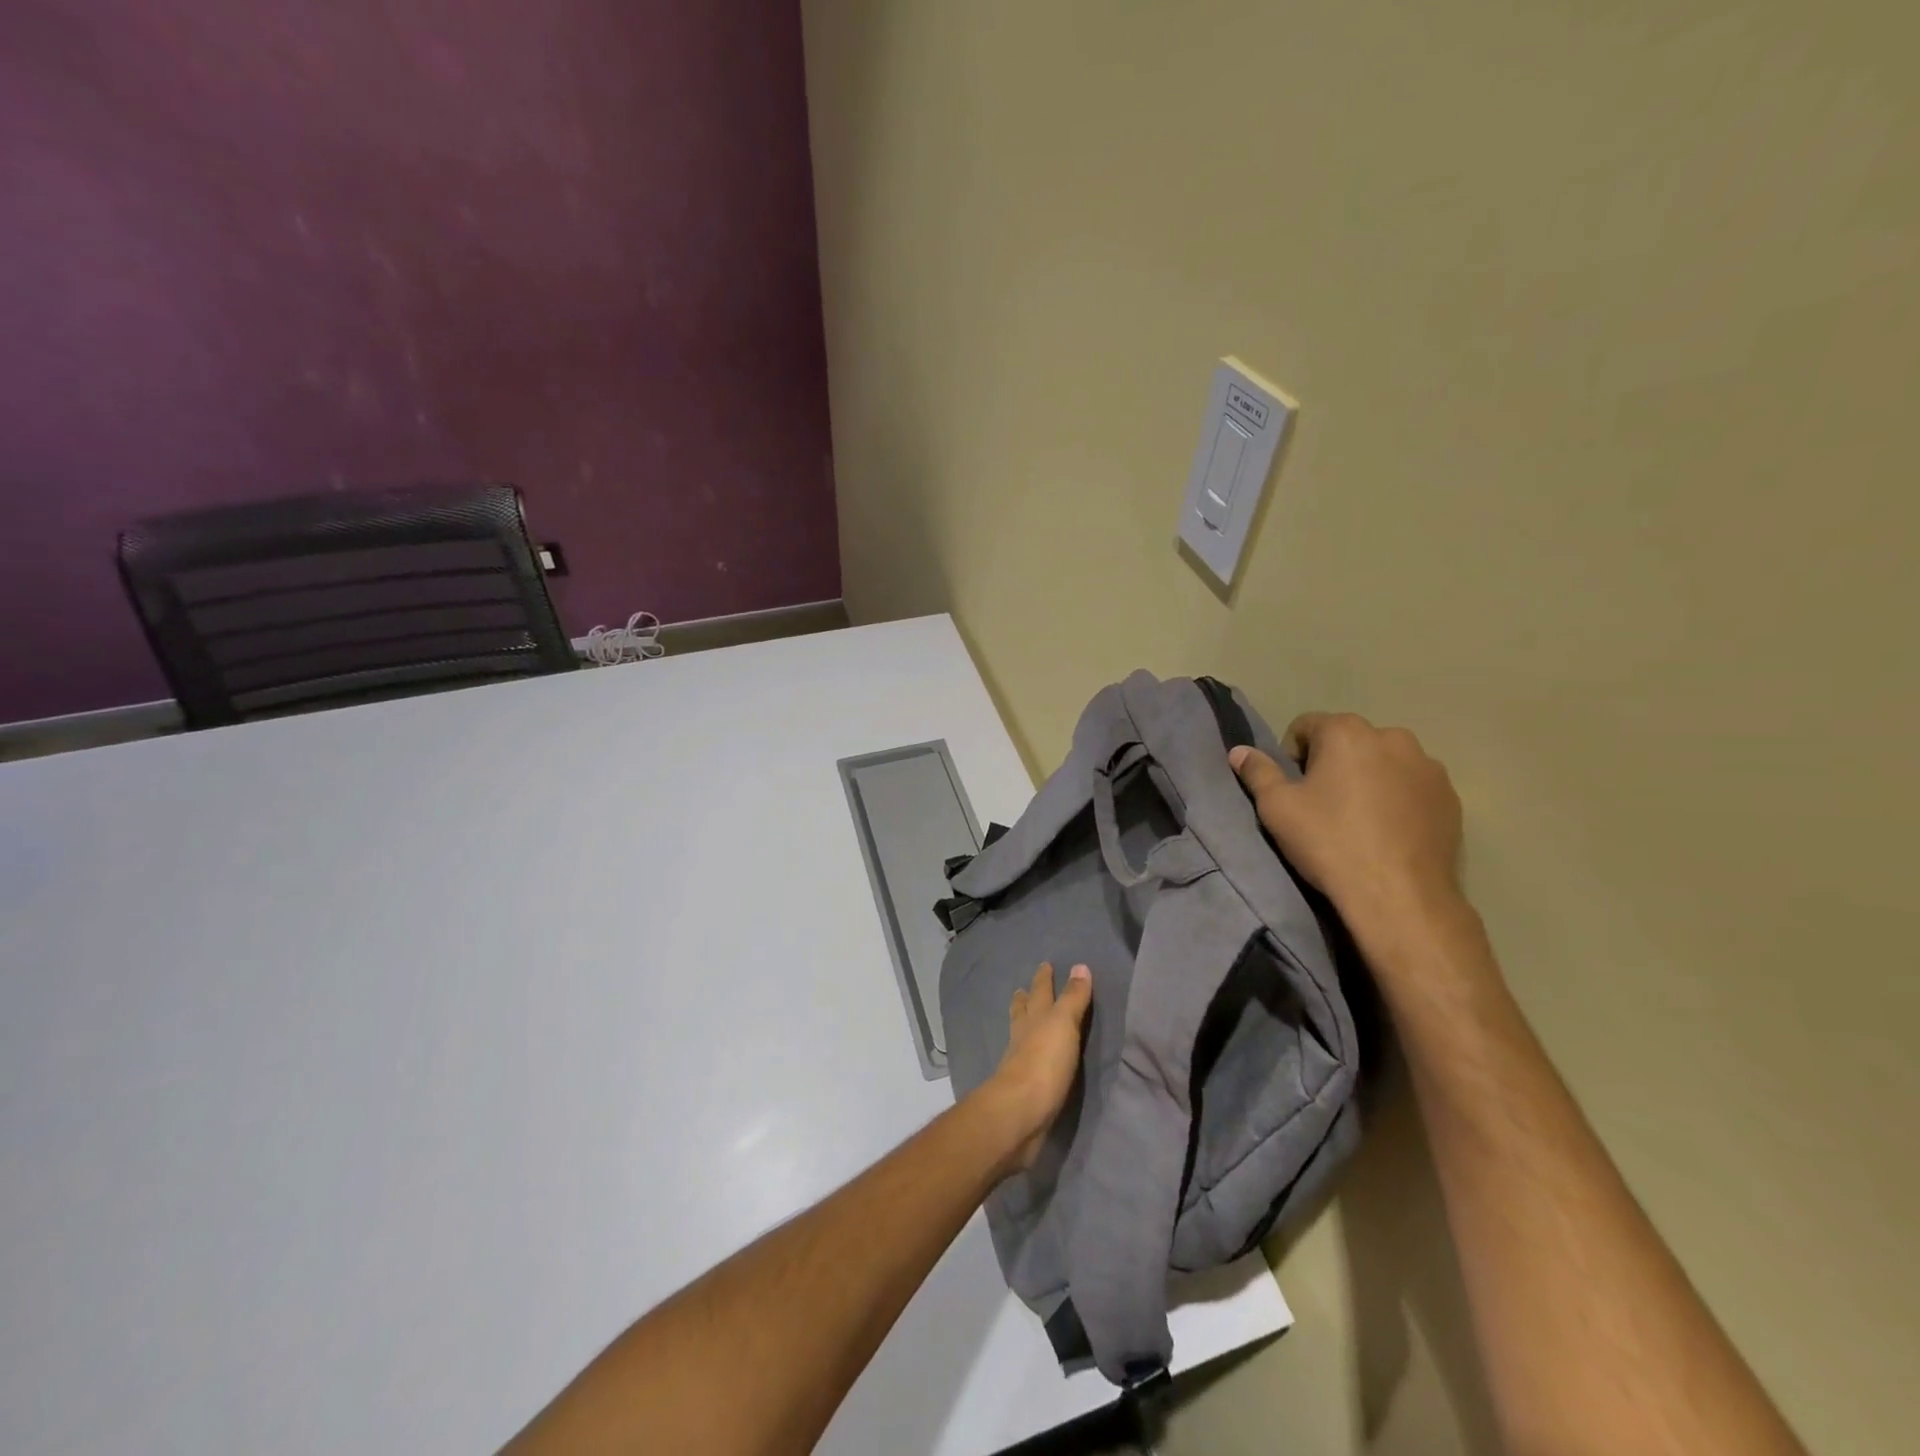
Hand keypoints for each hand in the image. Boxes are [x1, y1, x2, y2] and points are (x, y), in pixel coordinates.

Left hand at [982, 963, 1092, 1174]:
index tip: (1045, 964)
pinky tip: (1031, 1059)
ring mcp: (1020, 1062)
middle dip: (1026, 999)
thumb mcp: (1063, 1024)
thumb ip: (1073, 998)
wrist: (1020, 1113)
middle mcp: (1023, 1036)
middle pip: (1023, 1012)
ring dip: (1024, 1025)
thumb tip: (1080, 966)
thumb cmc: (1044, 1062)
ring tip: (1024, 1020)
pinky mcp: (1023, 1088)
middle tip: (1023, 989)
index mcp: (1034, 1018)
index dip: (1044, 978)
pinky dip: (1028, 1054)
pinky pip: (1027, 1063)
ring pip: (1021, 1035)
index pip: (1040, 991)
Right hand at [1229, 713, 1465, 948]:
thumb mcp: (1277, 808)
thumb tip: (1239, 752)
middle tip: (1323, 806)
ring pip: (1384, 763)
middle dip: (1333, 765)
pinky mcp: (1450, 797)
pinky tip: (1388, 832)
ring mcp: (1428, 767)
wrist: (1398, 895)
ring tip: (1359, 821)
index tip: (1294, 790)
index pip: (1307, 726)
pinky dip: (1398, 799)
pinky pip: (1412, 787)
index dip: (1292, 756)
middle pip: (1349, 741)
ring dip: (1368, 779)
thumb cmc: (1328, 842)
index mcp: (1347, 732)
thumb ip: (1257, 772)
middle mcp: (1392, 737)